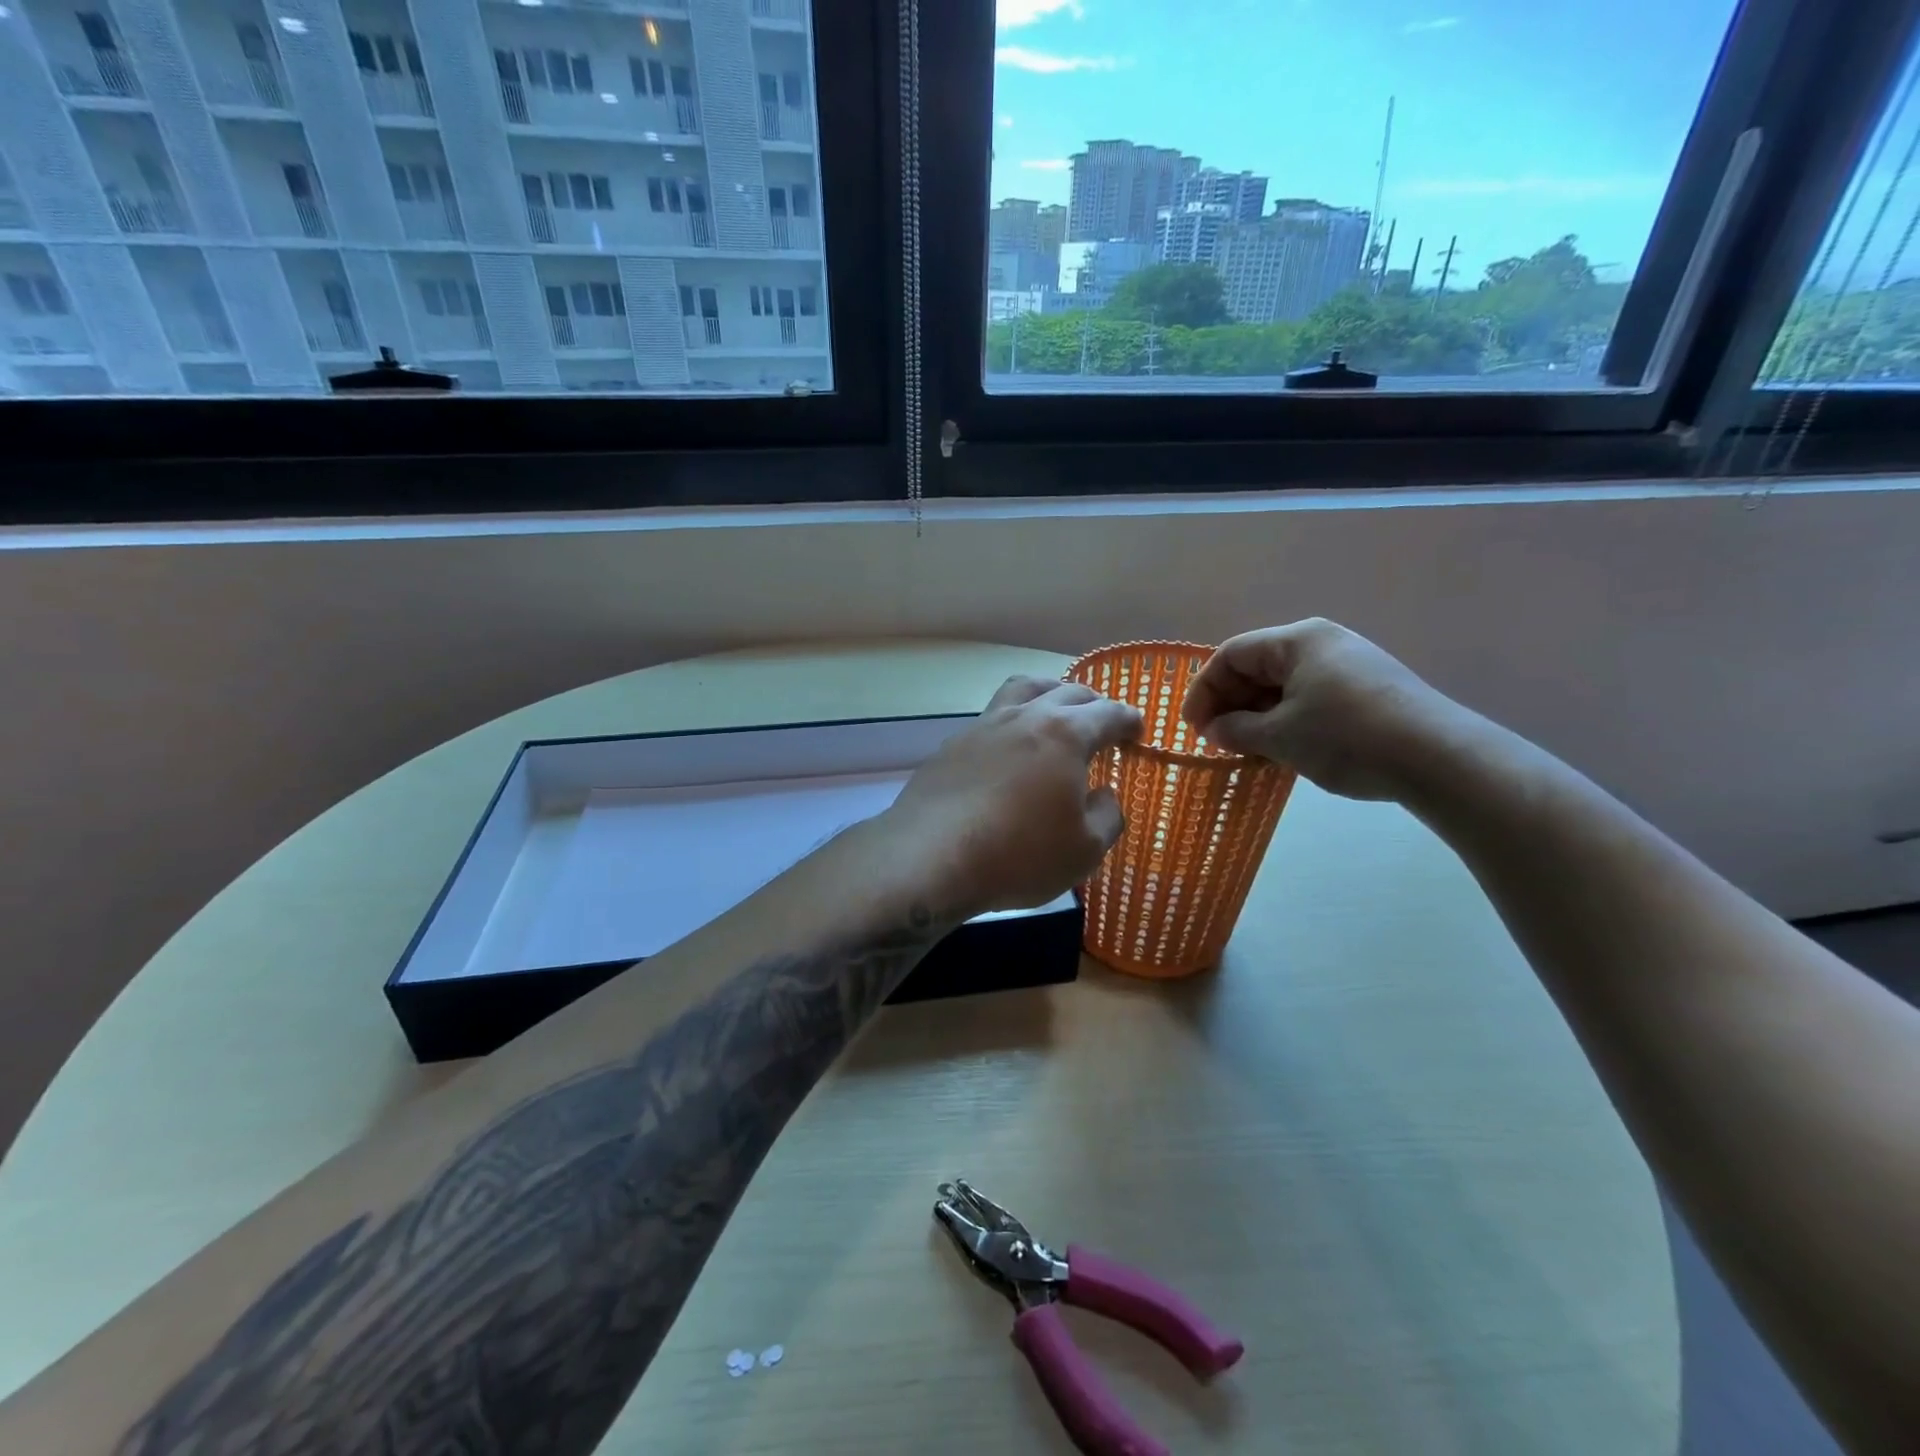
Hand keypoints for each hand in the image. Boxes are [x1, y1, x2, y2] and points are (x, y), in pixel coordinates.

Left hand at [882, 676, 1143, 914]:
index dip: (1128, 719)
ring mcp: (983, 726)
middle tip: (1102, 721)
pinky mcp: (952, 745)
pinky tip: (1009, 749)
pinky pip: (991, 718)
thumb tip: (1104, 794)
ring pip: (1022, 690)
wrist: (932, 857)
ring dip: (1047, 693)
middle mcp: (1025, 717)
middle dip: (1092, 703)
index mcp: (1065, 734)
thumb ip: (1106, 816)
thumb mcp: (1084, 849)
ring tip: (1055, 710)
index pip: (1108, 713)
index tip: (1137, 729)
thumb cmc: (1020, 854)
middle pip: (1067, 691)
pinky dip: (1012, 722)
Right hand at [1182, 619, 1465, 802]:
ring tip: (1245, 748)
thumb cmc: (1347, 738)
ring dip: (1256, 714)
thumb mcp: (1280, 736)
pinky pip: (1309, 696)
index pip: (1231, 655)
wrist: (1439, 759)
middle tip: (1215, 741)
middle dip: (1229, 703)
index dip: (1203, 691)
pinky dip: (1285, 718)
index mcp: (1297, 640)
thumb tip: (1214, 730)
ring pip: (1283, 684)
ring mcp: (1348, 664)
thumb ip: (1235, 730)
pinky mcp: (1367, 689)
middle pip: (1257, 666)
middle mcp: (1322, 642)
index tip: (1191, 728)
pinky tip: (1283, 747)